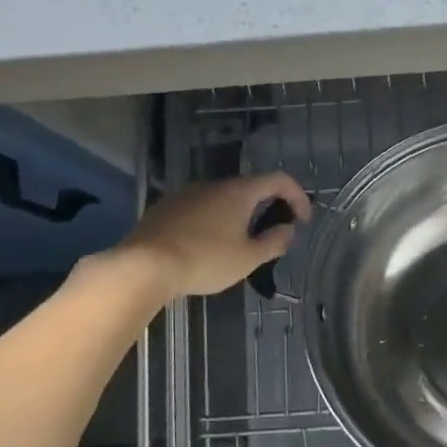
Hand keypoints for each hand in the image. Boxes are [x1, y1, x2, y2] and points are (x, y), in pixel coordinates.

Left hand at [119, 173, 312, 298]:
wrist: (144, 266)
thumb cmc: (205, 260)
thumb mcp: (248, 258)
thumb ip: (273, 242)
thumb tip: (288, 230)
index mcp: (238, 192)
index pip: (278, 180)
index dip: (297, 196)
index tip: (302, 221)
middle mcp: (212, 185)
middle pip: (249, 189)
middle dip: (266, 209)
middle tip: (271, 236)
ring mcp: (185, 195)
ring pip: (221, 200)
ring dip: (237, 217)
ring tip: (238, 246)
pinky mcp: (164, 209)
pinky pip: (198, 210)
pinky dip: (212, 223)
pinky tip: (206, 249)